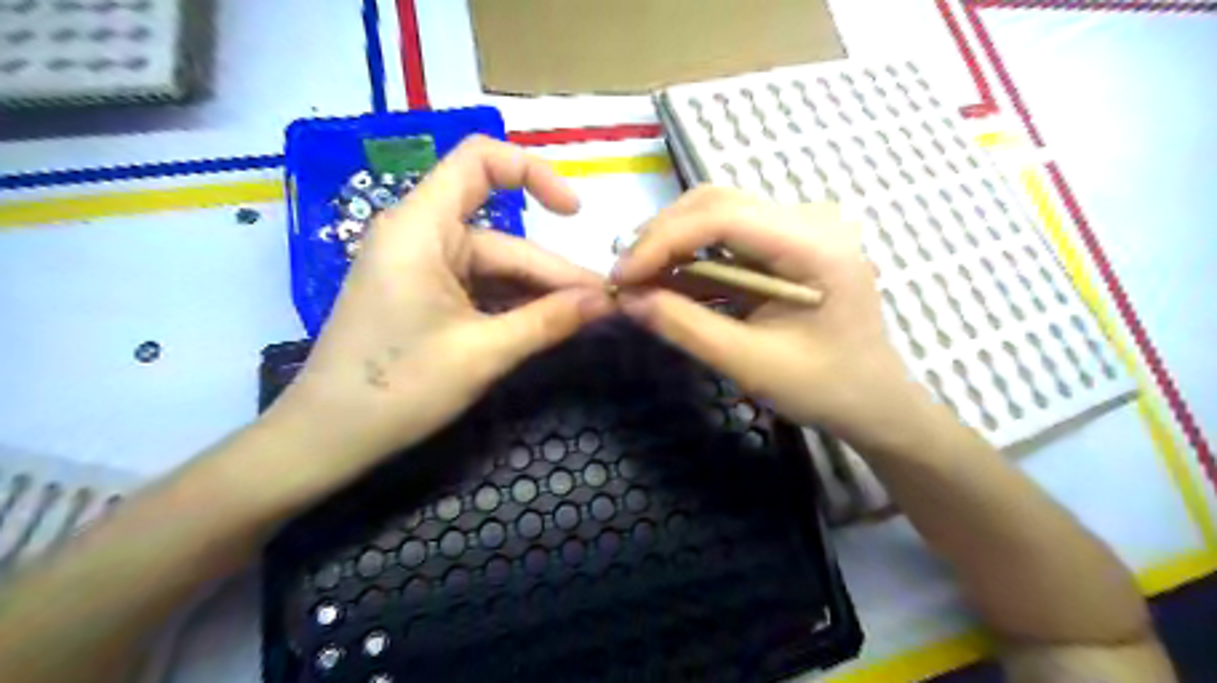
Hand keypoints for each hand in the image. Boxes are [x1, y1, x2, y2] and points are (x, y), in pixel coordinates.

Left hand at [262, 140, 613, 474]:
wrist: (327, 439)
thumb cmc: (398, 389)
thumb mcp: (484, 353)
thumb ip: (549, 321)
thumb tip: (606, 301)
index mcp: (421, 229)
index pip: (480, 162)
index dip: (534, 172)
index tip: (574, 215)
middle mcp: (420, 237)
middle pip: (502, 238)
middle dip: (552, 272)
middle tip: (604, 304)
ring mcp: (420, 269)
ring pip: (494, 269)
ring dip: (537, 294)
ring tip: (585, 318)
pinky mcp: (423, 297)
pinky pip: (479, 290)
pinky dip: (513, 306)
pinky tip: (547, 326)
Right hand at [615, 185, 929, 445]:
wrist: (872, 401)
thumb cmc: (824, 388)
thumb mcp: (750, 363)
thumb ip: (686, 327)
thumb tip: (627, 300)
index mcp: (814, 245)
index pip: (722, 215)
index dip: (662, 240)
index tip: (622, 276)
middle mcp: (808, 221)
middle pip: (716, 203)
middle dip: (662, 237)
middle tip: (625, 277)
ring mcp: (798, 229)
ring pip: (717, 214)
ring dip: (672, 244)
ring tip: (638, 279)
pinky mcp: (786, 246)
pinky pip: (728, 239)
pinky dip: (692, 258)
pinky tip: (667, 282)